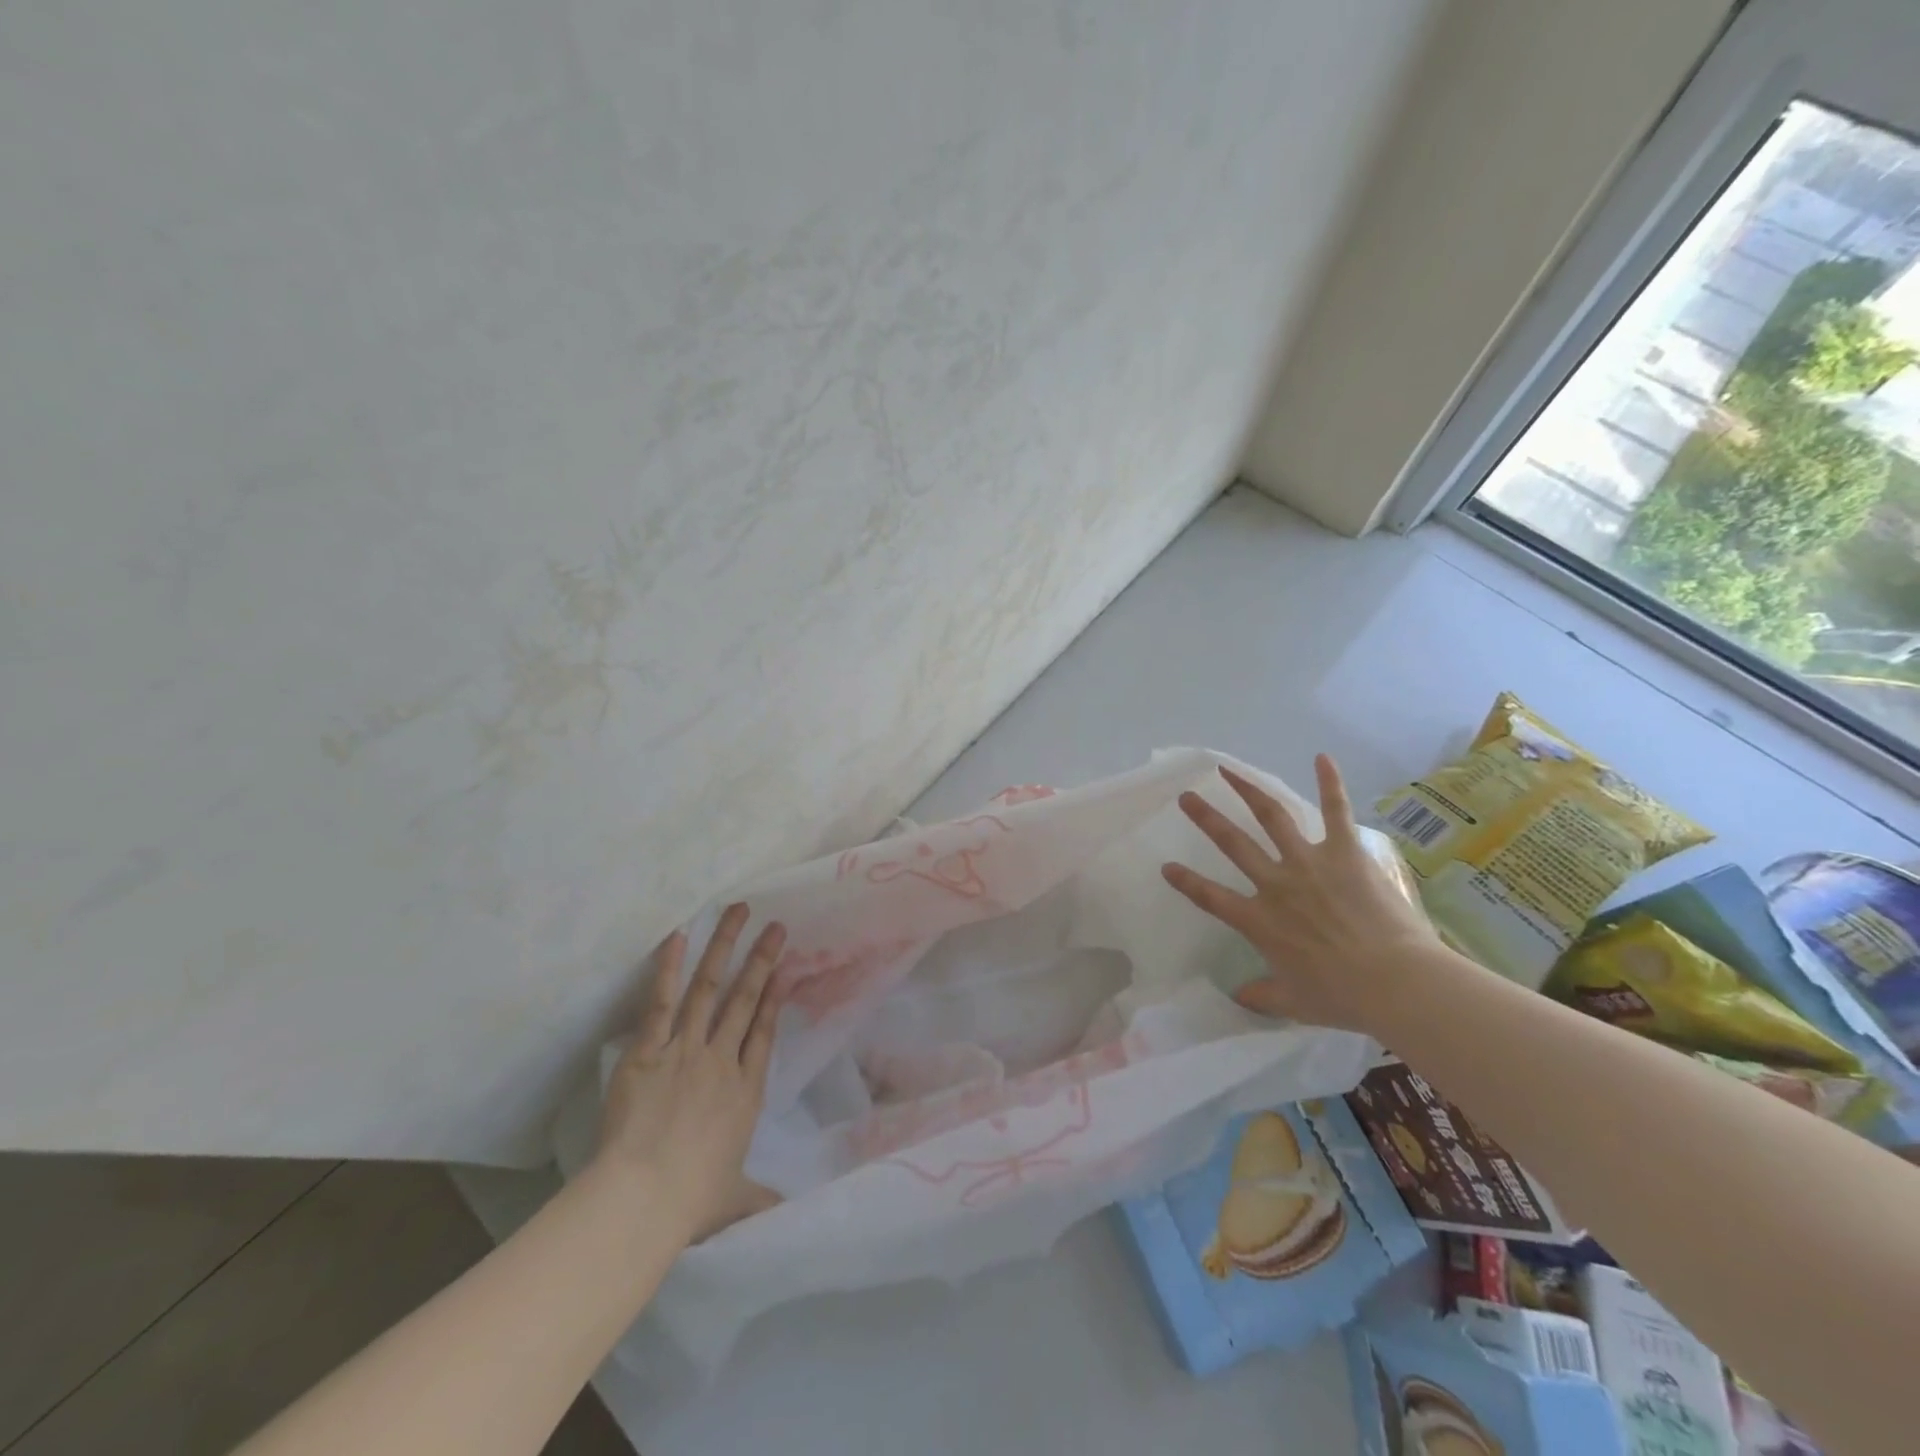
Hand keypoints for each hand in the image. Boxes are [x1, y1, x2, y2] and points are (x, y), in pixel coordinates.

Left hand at [593, 904, 788, 1242]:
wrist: (644, 1196)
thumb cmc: (691, 1200)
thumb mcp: (735, 1202)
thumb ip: (760, 1201)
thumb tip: (786, 1217)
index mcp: (746, 1092)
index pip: (763, 1033)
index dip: (774, 999)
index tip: (784, 970)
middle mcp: (722, 1060)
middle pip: (745, 999)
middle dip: (762, 960)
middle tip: (775, 926)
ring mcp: (687, 1050)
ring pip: (711, 988)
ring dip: (725, 947)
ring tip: (738, 912)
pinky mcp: (651, 1049)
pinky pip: (664, 1001)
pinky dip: (671, 967)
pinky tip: (678, 936)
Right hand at [1161, 756, 1439, 1036]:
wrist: (1395, 982)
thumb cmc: (1342, 996)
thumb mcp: (1293, 1003)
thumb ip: (1261, 995)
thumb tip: (1238, 996)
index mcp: (1259, 921)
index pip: (1211, 897)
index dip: (1186, 882)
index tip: (1166, 867)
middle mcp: (1276, 884)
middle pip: (1233, 844)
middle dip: (1206, 819)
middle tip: (1187, 798)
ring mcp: (1309, 863)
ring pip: (1271, 817)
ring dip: (1247, 791)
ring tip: (1228, 771)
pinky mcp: (1345, 852)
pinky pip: (1335, 811)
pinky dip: (1330, 782)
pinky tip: (1322, 757)